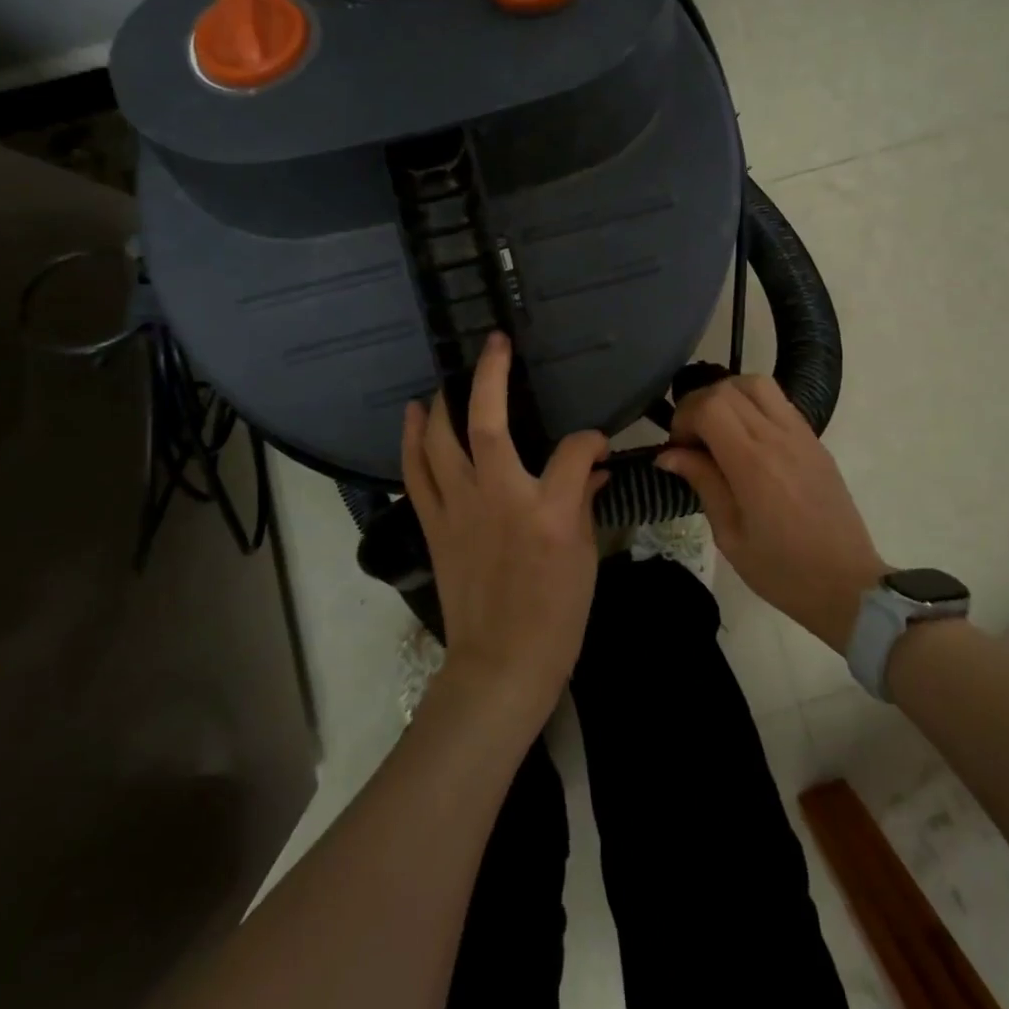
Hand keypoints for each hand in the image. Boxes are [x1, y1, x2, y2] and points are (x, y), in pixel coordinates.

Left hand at [401, 333, 608, 730]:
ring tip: (448, 379)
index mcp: (547, 510)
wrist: (501, 664)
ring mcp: (459, 509)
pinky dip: (411, 440)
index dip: (590, 440)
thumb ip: (586, 500)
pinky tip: (413, 416)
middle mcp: (498, 497)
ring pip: (440, 440)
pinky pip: (416, 472)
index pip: (575, 450)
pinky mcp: (435, 524)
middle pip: (487, 422)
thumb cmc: (555, 615)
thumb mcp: (585, 556)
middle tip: (495, 344)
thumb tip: (593, 467)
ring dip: (443, 402)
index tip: (596, 445)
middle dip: (491, 374)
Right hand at [657, 376, 885, 651]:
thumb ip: (703, 483)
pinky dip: (752, 405)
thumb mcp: (730, 536)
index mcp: (753, 464)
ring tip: (717, 429)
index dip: (684, 417)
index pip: (710, 406)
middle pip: (729, 388)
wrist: (848, 585)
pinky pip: (779, 402)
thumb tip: (669, 454)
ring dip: (728, 396)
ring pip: (757, 384)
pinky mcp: (815, 441)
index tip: (677, 448)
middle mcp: (778, 438)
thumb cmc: (782, 571)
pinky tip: (745, 438)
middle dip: (699, 404)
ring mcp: (802, 435)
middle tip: (691, 439)